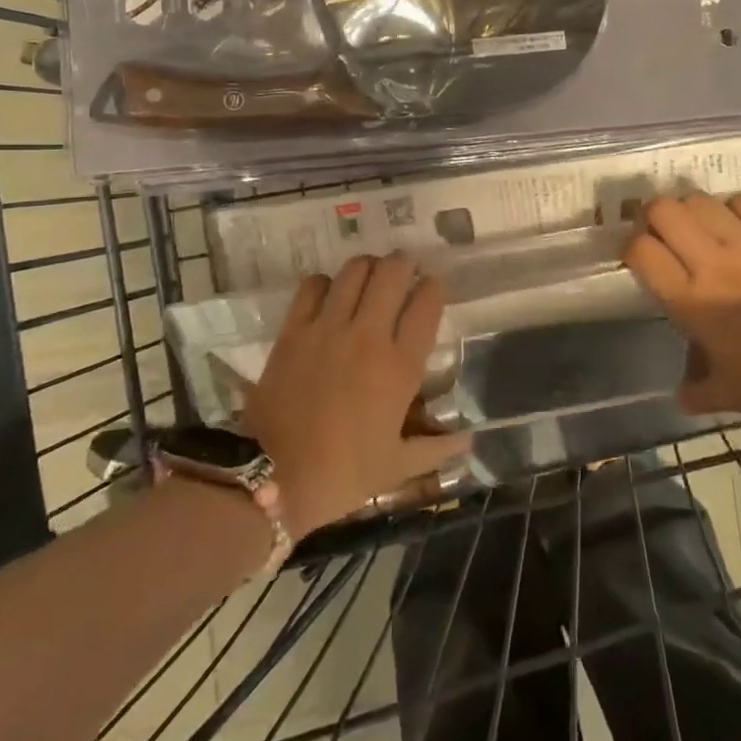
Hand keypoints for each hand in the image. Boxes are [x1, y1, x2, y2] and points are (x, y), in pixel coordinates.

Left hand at [245, 254, 469, 539]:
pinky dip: (325, 282)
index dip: (434, 287)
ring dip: (368, 267)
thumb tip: (468, 440)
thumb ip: (436, 449)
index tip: (434, 287)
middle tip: (404, 270)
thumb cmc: (342, 474)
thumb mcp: (397, 467)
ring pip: (354, 271)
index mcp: (400, 367)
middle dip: (403, 264)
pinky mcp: (293, 330)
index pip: (426, 305)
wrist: (272, 476)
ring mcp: (327, 328)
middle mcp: (368, 336)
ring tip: (371, 275)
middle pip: (391, 273)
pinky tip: (329, 293)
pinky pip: (312, 286)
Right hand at [622, 193, 740, 428]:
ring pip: (701, 200)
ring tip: (700, 226)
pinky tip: (740, 224)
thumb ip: (698, 391)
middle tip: (662, 233)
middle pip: (664, 211)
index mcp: (691, 302)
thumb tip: (683, 394)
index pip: (640, 251)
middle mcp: (713, 264)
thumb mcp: (732, 395)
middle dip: (653, 217)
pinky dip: (734, 207)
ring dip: (692, 209)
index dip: (631, 248)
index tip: (638, 257)